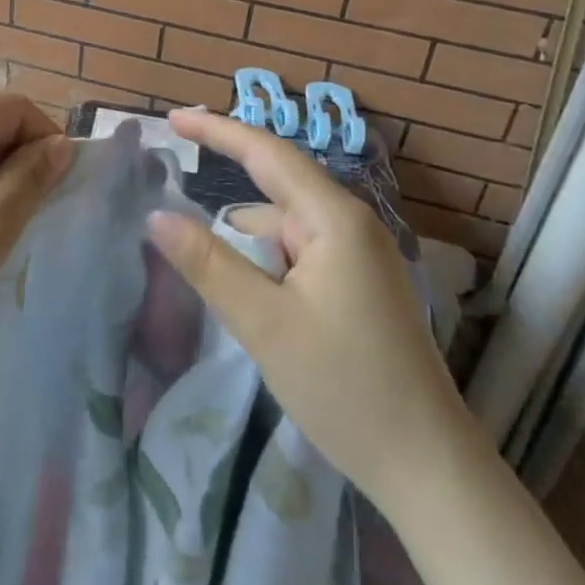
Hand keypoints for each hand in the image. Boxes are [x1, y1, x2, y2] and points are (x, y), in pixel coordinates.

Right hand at [147, 109, 466, 498]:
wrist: (427, 467)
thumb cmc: (344, 387)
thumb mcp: (263, 323)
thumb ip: (207, 263)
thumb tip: (156, 215)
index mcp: (334, 218)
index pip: (267, 152)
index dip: (217, 130)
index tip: (173, 118)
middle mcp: (351, 225)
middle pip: (275, 191)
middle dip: (227, 197)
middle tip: (175, 212)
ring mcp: (360, 256)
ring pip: (285, 230)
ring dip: (248, 246)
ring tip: (215, 281)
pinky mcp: (361, 286)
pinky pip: (301, 255)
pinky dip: (269, 266)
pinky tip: (253, 302)